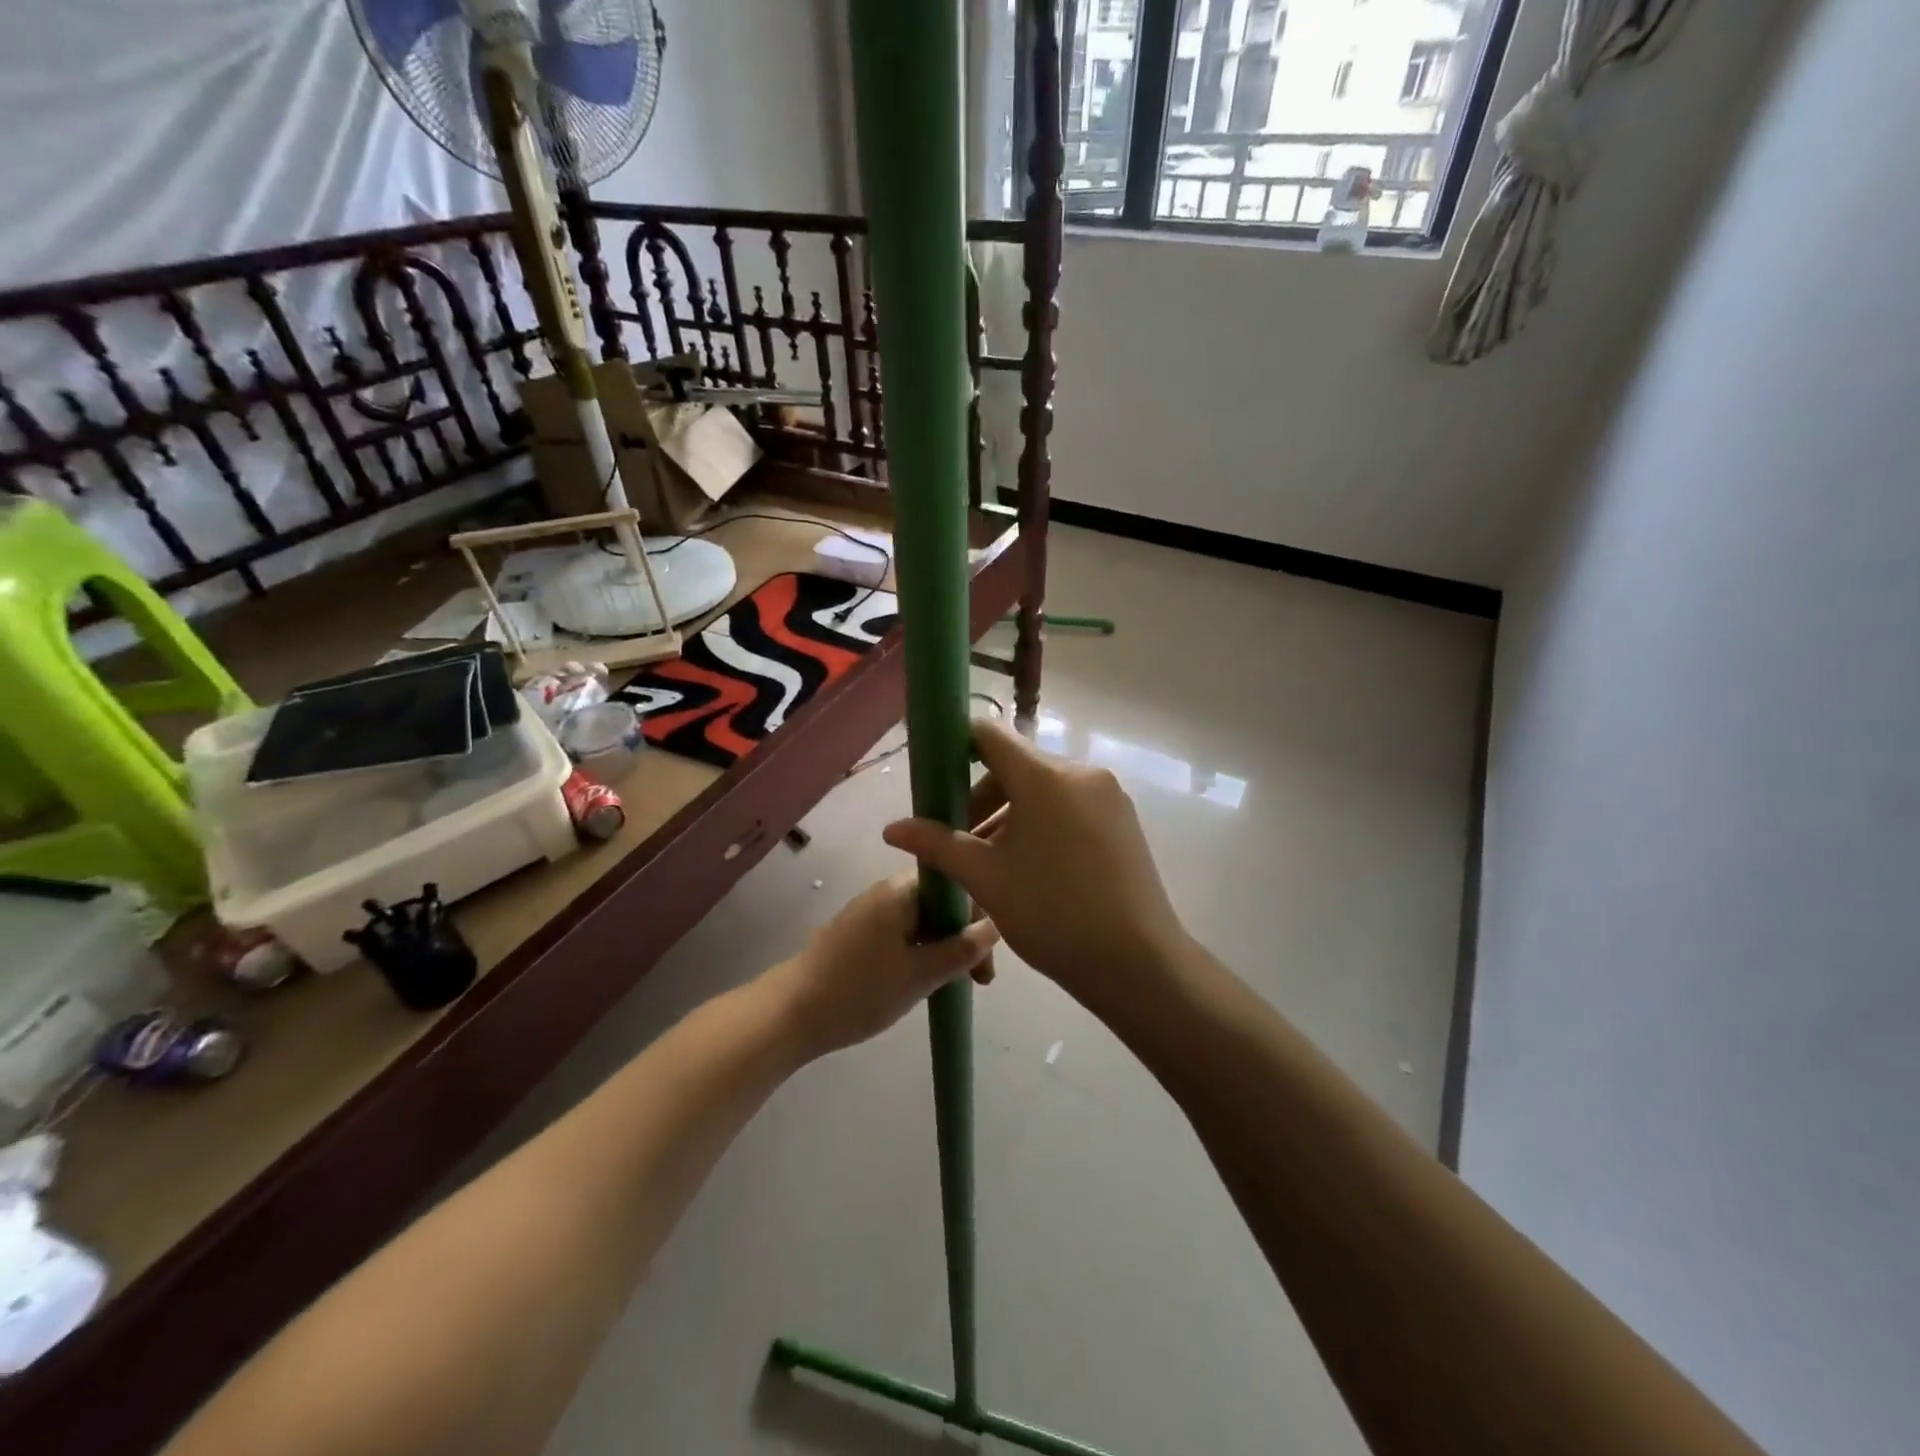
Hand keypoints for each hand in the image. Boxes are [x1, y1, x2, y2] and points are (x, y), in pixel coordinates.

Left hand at [765, 874, 998, 1058]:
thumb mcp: (920, 975)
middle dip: (963, 937)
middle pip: (941, 903)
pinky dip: (920, 951)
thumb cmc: (859, 991)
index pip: (957, 888)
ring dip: (943, 947)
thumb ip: (961, 950)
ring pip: (923, 920)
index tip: (986, 963)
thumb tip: (995, 926)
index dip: (979, 921)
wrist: (790, 1013)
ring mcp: (870, 910)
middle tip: (976, 980)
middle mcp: (886, 890)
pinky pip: (903, 932)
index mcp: (901, 890)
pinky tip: (924, 979)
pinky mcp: (858, 932)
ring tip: (953, 983)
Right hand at [882, 719, 1187, 1010]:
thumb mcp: (985, 878)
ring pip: (1044, 789)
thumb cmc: (1052, 914)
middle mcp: (1081, 772)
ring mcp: (1109, 795)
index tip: (937, 782)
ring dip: (1012, 814)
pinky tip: (1035, 866)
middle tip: (963, 842)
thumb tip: (891, 829)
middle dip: (983, 798)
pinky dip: (1044, 822)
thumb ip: (937, 844)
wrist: (1137, 962)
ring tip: (995, 862)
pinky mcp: (1124, 819)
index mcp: (1044, 777)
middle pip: (1016, 766)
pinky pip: (1071, 805)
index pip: (989, 735)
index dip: (956, 749)